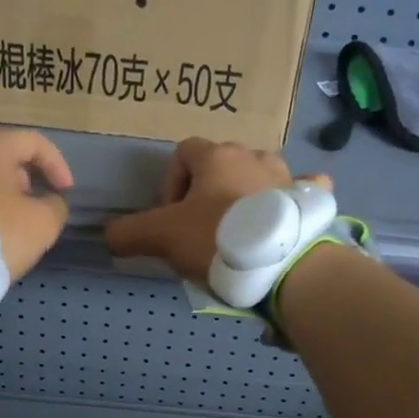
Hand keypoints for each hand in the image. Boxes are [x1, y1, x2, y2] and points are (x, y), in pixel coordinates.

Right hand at [104, 138, 329, 282]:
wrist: (282, 264)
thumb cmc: (217, 239)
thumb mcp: (161, 237)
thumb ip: (128, 233)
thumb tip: (108, 235)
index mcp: (216, 156)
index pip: (183, 153)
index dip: (170, 183)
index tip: (171, 217)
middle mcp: (253, 155)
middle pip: (220, 164)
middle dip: (206, 191)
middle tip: (200, 229)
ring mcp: (286, 174)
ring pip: (259, 173)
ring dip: (245, 192)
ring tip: (238, 231)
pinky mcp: (310, 198)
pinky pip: (303, 186)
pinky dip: (294, 196)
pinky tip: (287, 215)